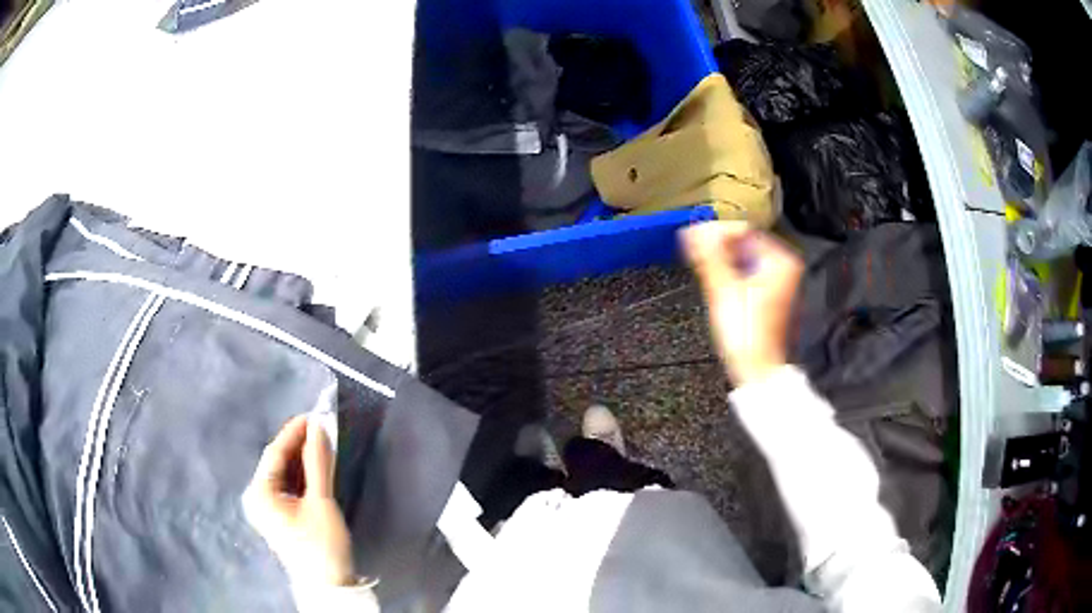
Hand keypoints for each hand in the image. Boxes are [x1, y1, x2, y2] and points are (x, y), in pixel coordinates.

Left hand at [242, 415, 355, 586]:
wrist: (329, 586)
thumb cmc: (322, 544)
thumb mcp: (321, 501)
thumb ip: (319, 462)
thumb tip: (320, 426)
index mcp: (259, 493)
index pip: (275, 452)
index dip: (294, 431)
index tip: (315, 414)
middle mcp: (257, 497)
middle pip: (278, 463)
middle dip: (299, 445)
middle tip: (323, 427)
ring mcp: (267, 508)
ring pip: (284, 475)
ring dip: (303, 460)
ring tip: (323, 443)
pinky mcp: (279, 517)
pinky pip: (288, 488)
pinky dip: (303, 476)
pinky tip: (318, 467)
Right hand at [682, 221, 802, 386]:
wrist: (756, 367)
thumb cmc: (746, 332)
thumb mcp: (722, 289)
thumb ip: (708, 255)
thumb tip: (693, 230)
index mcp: (780, 260)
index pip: (742, 230)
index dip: (716, 233)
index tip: (694, 238)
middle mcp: (784, 267)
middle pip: (743, 244)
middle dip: (718, 247)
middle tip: (695, 253)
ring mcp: (779, 281)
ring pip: (742, 259)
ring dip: (722, 260)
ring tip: (702, 267)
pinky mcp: (769, 295)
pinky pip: (746, 273)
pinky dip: (730, 273)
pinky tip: (716, 281)